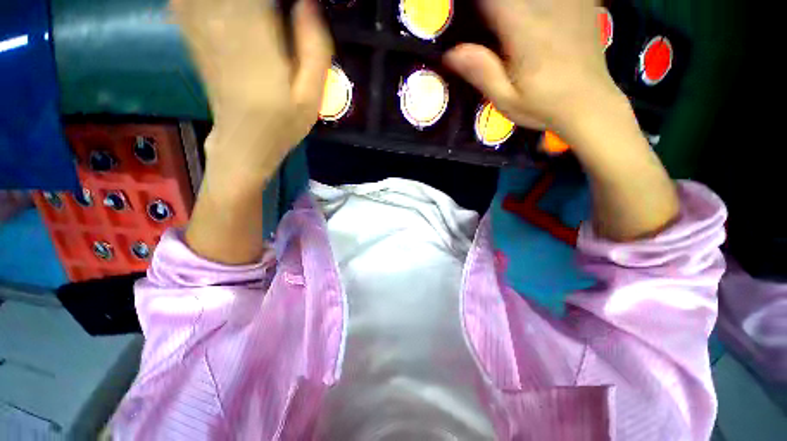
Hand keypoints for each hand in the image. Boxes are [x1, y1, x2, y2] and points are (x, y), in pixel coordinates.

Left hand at [172, 0, 332, 186]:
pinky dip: (195, 1)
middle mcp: (224, 23)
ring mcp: (203, 28)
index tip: (295, 1)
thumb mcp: (311, 98)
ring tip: (257, 9)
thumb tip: (309, 3)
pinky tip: (222, 8)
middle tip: (273, 7)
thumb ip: (314, 51)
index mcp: (258, 38)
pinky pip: (184, 0)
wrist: (242, 143)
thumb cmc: (282, 124)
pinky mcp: (193, 35)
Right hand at [444, 0, 619, 134]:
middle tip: (485, 23)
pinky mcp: (581, 4)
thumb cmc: (542, 106)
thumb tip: (450, 54)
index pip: (491, 1)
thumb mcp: (505, 99)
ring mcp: (567, 3)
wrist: (589, 104)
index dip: (477, 7)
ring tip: (505, 25)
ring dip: (512, 6)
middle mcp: (546, 8)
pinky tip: (534, 14)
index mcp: (523, 31)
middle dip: (491, 8)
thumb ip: (481, 73)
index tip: (467, 17)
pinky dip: (537, 4)